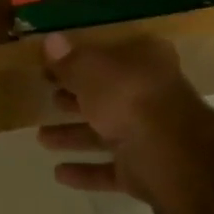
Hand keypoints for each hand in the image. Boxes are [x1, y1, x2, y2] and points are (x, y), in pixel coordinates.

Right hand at [36, 32, 213, 208]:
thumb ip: (70, 60)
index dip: (79, 60)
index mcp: (145, 61)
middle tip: (47, 98)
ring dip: (74, 135)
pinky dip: (86, 170)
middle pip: (107, 95)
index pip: (109, 54)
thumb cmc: (130, 98)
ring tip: (41, 138)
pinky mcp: (145, 171)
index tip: (50, 67)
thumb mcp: (91, 70)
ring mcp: (149, 136)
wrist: (172, 157)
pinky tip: (58, 173)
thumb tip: (51, 41)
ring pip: (105, 133)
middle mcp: (151, 95)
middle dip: (76, 99)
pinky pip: (109, 169)